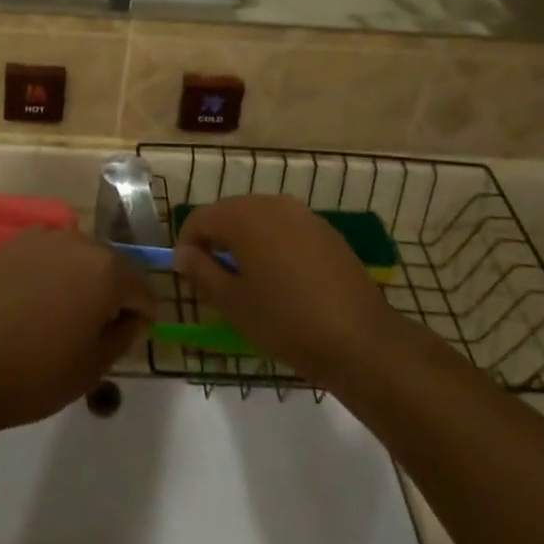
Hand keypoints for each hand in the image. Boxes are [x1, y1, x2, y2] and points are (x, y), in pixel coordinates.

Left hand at [0, 229, 154, 432]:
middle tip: (95, 330)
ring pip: (78, 256)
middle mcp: (79, 242)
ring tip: (62, 316)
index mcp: (107, 270)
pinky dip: (51, 272)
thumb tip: (133, 317)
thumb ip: (124, 335)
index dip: (141, 315)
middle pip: (111, 265)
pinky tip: (34, 302)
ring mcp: (42, 238)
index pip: (142, 288)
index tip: (127, 339)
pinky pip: (47, 254)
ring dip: (81, 279)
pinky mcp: (12, 244)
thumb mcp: (94, 366)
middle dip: (112, 293)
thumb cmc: (36, 373)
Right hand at [175, 196, 398, 380]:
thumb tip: (184, 254)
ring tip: (248, 280)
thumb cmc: (286, 321)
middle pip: (230, 213)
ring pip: (259, 219)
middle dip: (216, 240)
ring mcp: (303, 214)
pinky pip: (286, 228)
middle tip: (215, 279)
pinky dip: (273, 245)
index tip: (188, 274)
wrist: (360, 339)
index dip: (187, 244)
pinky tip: (282, 280)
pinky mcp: (326, 230)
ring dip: (245, 241)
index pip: (200, 218)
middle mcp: (272, 203)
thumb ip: (200, 272)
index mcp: (244, 217)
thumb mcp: (232, 303)